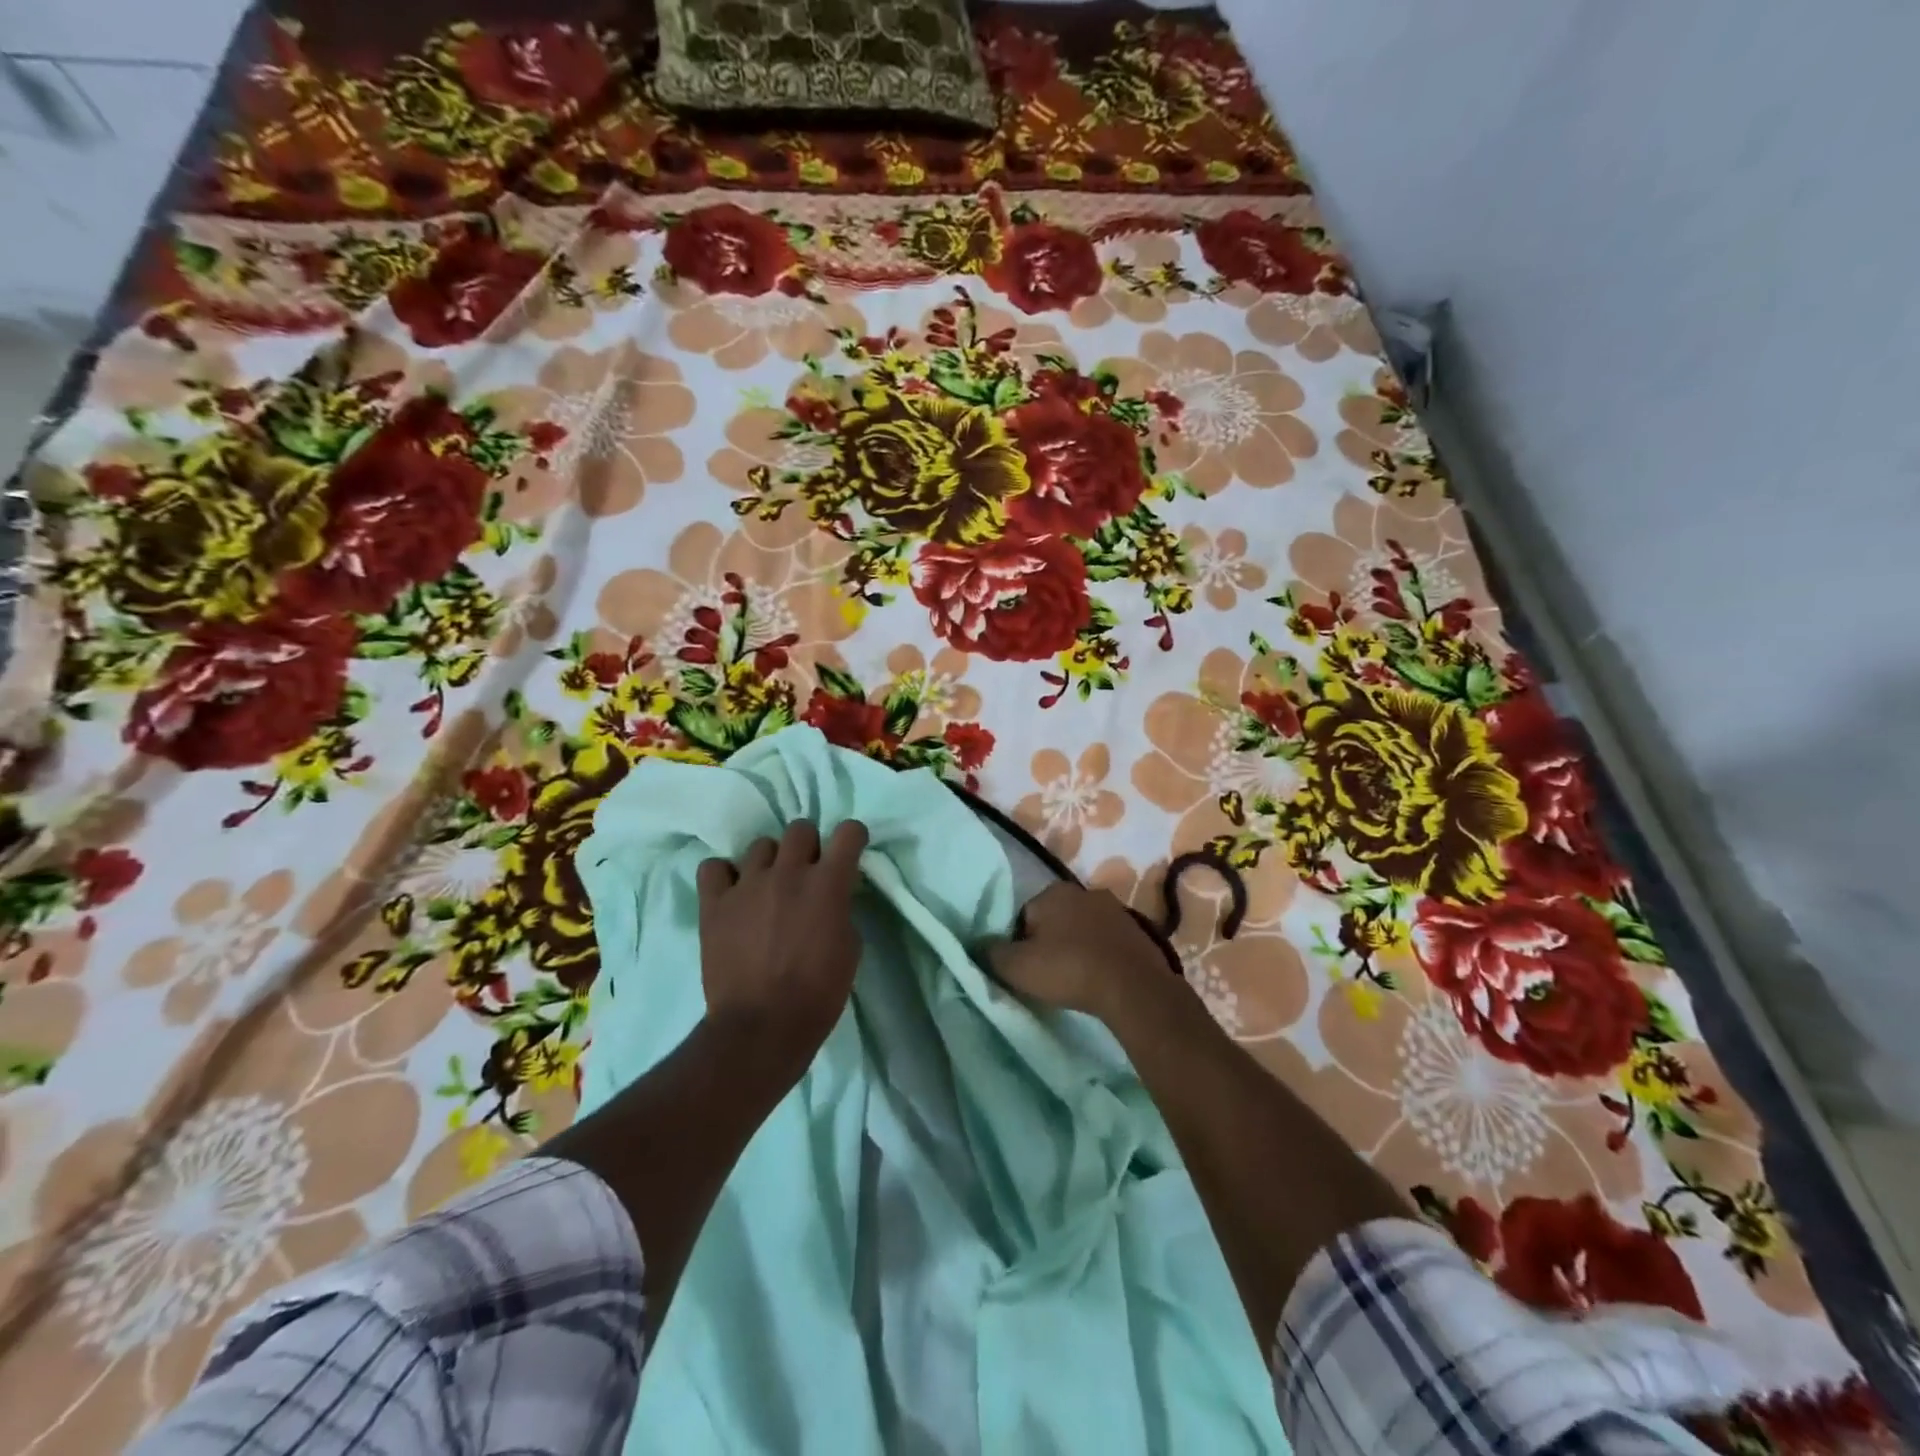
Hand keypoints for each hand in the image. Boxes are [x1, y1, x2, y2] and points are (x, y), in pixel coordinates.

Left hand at [696, 819, 868, 1068]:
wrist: (761, 1028)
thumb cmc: (817, 994)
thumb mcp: (849, 950)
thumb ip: (842, 910)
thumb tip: (833, 897)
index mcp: (827, 884)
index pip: (848, 832)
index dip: (852, 839)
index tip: (849, 852)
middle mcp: (788, 872)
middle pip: (800, 829)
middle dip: (808, 847)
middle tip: (806, 873)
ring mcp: (747, 884)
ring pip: (760, 845)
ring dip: (770, 862)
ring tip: (768, 888)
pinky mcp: (714, 903)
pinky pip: (714, 867)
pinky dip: (725, 876)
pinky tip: (733, 894)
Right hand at [987, 881, 1169, 1022]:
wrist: (1132, 987)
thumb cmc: (1068, 969)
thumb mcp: (1017, 966)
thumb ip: (991, 954)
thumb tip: (977, 946)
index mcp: (1053, 892)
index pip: (1024, 916)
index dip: (1020, 944)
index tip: (1026, 969)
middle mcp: (1084, 891)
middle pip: (1054, 920)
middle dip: (1049, 943)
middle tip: (1049, 976)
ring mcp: (1115, 910)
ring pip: (1082, 930)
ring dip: (1076, 949)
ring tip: (1075, 980)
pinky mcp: (1138, 931)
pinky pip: (1107, 943)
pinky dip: (1100, 957)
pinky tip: (1099, 979)